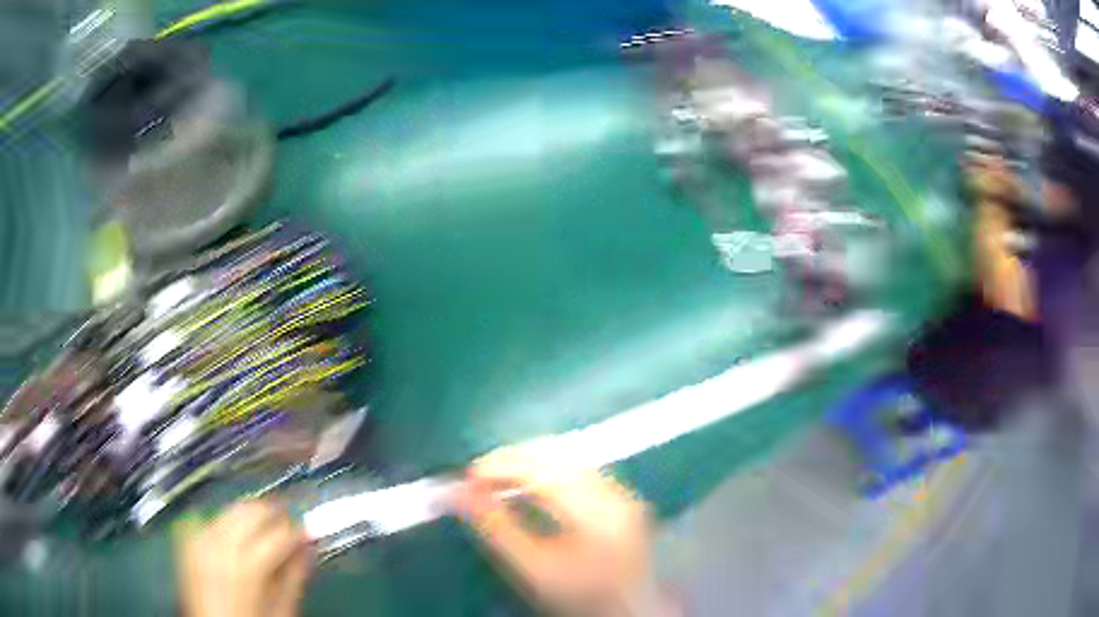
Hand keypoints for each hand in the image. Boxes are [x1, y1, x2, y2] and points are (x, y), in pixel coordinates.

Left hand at [177, 499, 312, 616]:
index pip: (280, 532)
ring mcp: (200, 539)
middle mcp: (220, 544)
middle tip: (288, 521)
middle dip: (274, 512)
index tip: (307, 534)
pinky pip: (211, 518)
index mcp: (247, 564)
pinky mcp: (188, 539)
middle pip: (252, 510)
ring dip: (251, 514)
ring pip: (231, 509)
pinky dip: (228, 521)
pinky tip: (236, 535)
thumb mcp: (281, 610)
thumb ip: (295, 575)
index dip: (299, 531)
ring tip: (263, 528)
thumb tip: (308, 546)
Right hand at [454, 439, 664, 615]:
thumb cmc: (579, 598)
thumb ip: (495, 529)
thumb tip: (456, 493)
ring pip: (567, 459)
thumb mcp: (533, 571)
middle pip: (557, 457)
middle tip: (476, 477)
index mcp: (596, 515)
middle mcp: (615, 494)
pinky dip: (548, 471)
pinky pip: (579, 469)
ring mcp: (623, 493)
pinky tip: (528, 486)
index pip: (542, 471)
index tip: (466, 478)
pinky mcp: (623, 497)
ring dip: (528, 463)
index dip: (500, 466)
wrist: (628, 611)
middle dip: (511, 460)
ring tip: (495, 480)